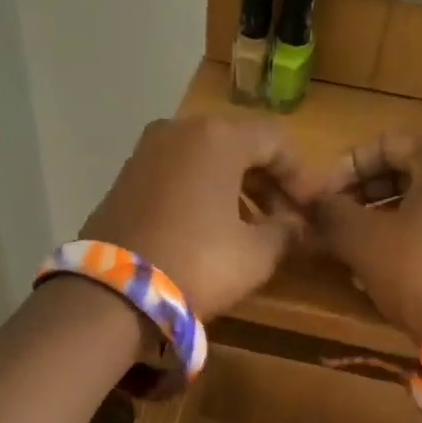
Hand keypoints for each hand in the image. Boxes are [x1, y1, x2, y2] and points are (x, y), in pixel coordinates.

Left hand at [80, 116, 305, 318]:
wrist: (112, 293)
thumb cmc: (197, 263)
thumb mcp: (256, 254)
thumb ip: (286, 231)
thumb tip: (296, 225)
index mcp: (218, 136)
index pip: (277, 139)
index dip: (301, 174)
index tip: (309, 210)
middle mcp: (179, 129)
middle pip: (240, 143)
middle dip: (268, 180)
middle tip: (284, 219)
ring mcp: (147, 150)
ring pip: (207, 157)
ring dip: (236, 186)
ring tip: (252, 227)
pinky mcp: (125, 175)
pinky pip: (178, 172)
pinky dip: (202, 191)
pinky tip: (211, 226)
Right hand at [293, 133, 421, 343]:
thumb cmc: (416, 265)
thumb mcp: (361, 236)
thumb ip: (330, 212)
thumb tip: (311, 204)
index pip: (384, 146)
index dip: (342, 171)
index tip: (317, 199)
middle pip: (404, 172)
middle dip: (360, 197)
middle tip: (329, 222)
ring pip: (420, 201)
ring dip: (379, 219)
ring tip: (346, 245)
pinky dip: (406, 235)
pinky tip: (377, 263)